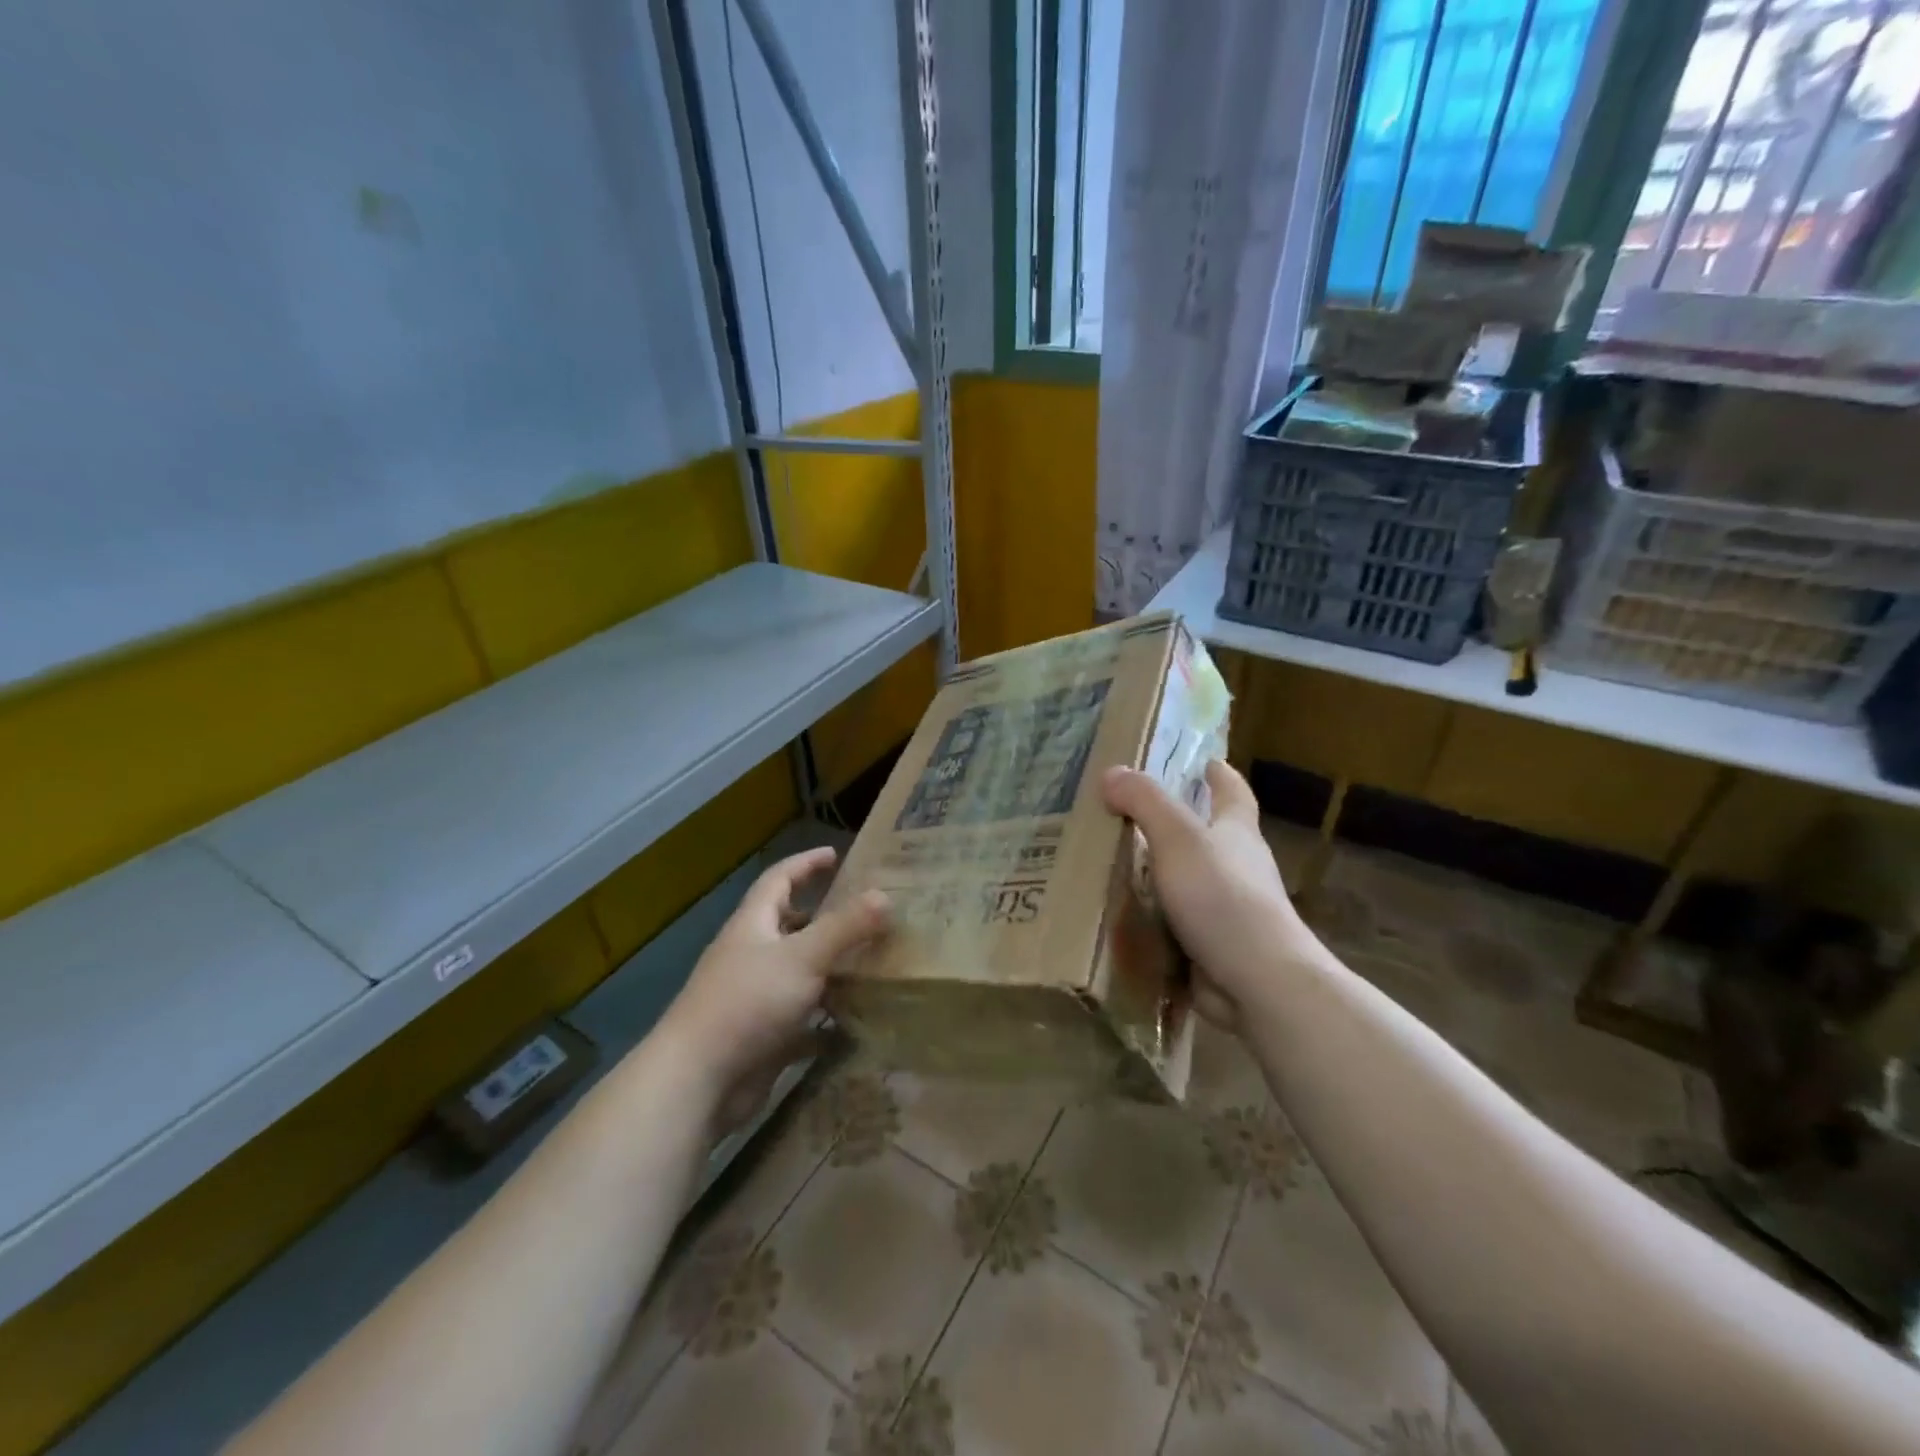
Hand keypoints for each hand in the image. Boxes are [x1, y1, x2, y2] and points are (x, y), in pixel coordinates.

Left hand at [660, 848, 888, 1129]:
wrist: (699, 1080)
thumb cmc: (749, 1002)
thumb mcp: (804, 957)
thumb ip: (845, 926)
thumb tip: (885, 894)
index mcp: (753, 925)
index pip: (779, 880)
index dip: (805, 864)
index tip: (835, 855)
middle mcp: (750, 955)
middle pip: (787, 926)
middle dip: (823, 918)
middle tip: (864, 915)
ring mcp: (754, 997)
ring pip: (797, 972)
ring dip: (829, 968)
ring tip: (871, 964)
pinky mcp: (761, 1036)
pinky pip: (800, 1018)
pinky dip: (825, 1018)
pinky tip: (855, 1022)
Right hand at [1101, 760, 1315, 1030]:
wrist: (1257, 981)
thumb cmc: (1222, 897)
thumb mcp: (1178, 838)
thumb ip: (1145, 802)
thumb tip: (1112, 773)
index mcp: (1237, 833)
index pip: (1232, 793)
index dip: (1219, 776)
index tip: (1206, 762)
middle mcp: (1238, 868)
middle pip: (1210, 838)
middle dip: (1179, 825)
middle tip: (1131, 815)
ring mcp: (1227, 911)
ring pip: (1189, 883)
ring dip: (1159, 875)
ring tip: (1112, 866)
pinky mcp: (1213, 947)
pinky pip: (1176, 925)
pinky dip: (1153, 919)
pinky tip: (1120, 918)